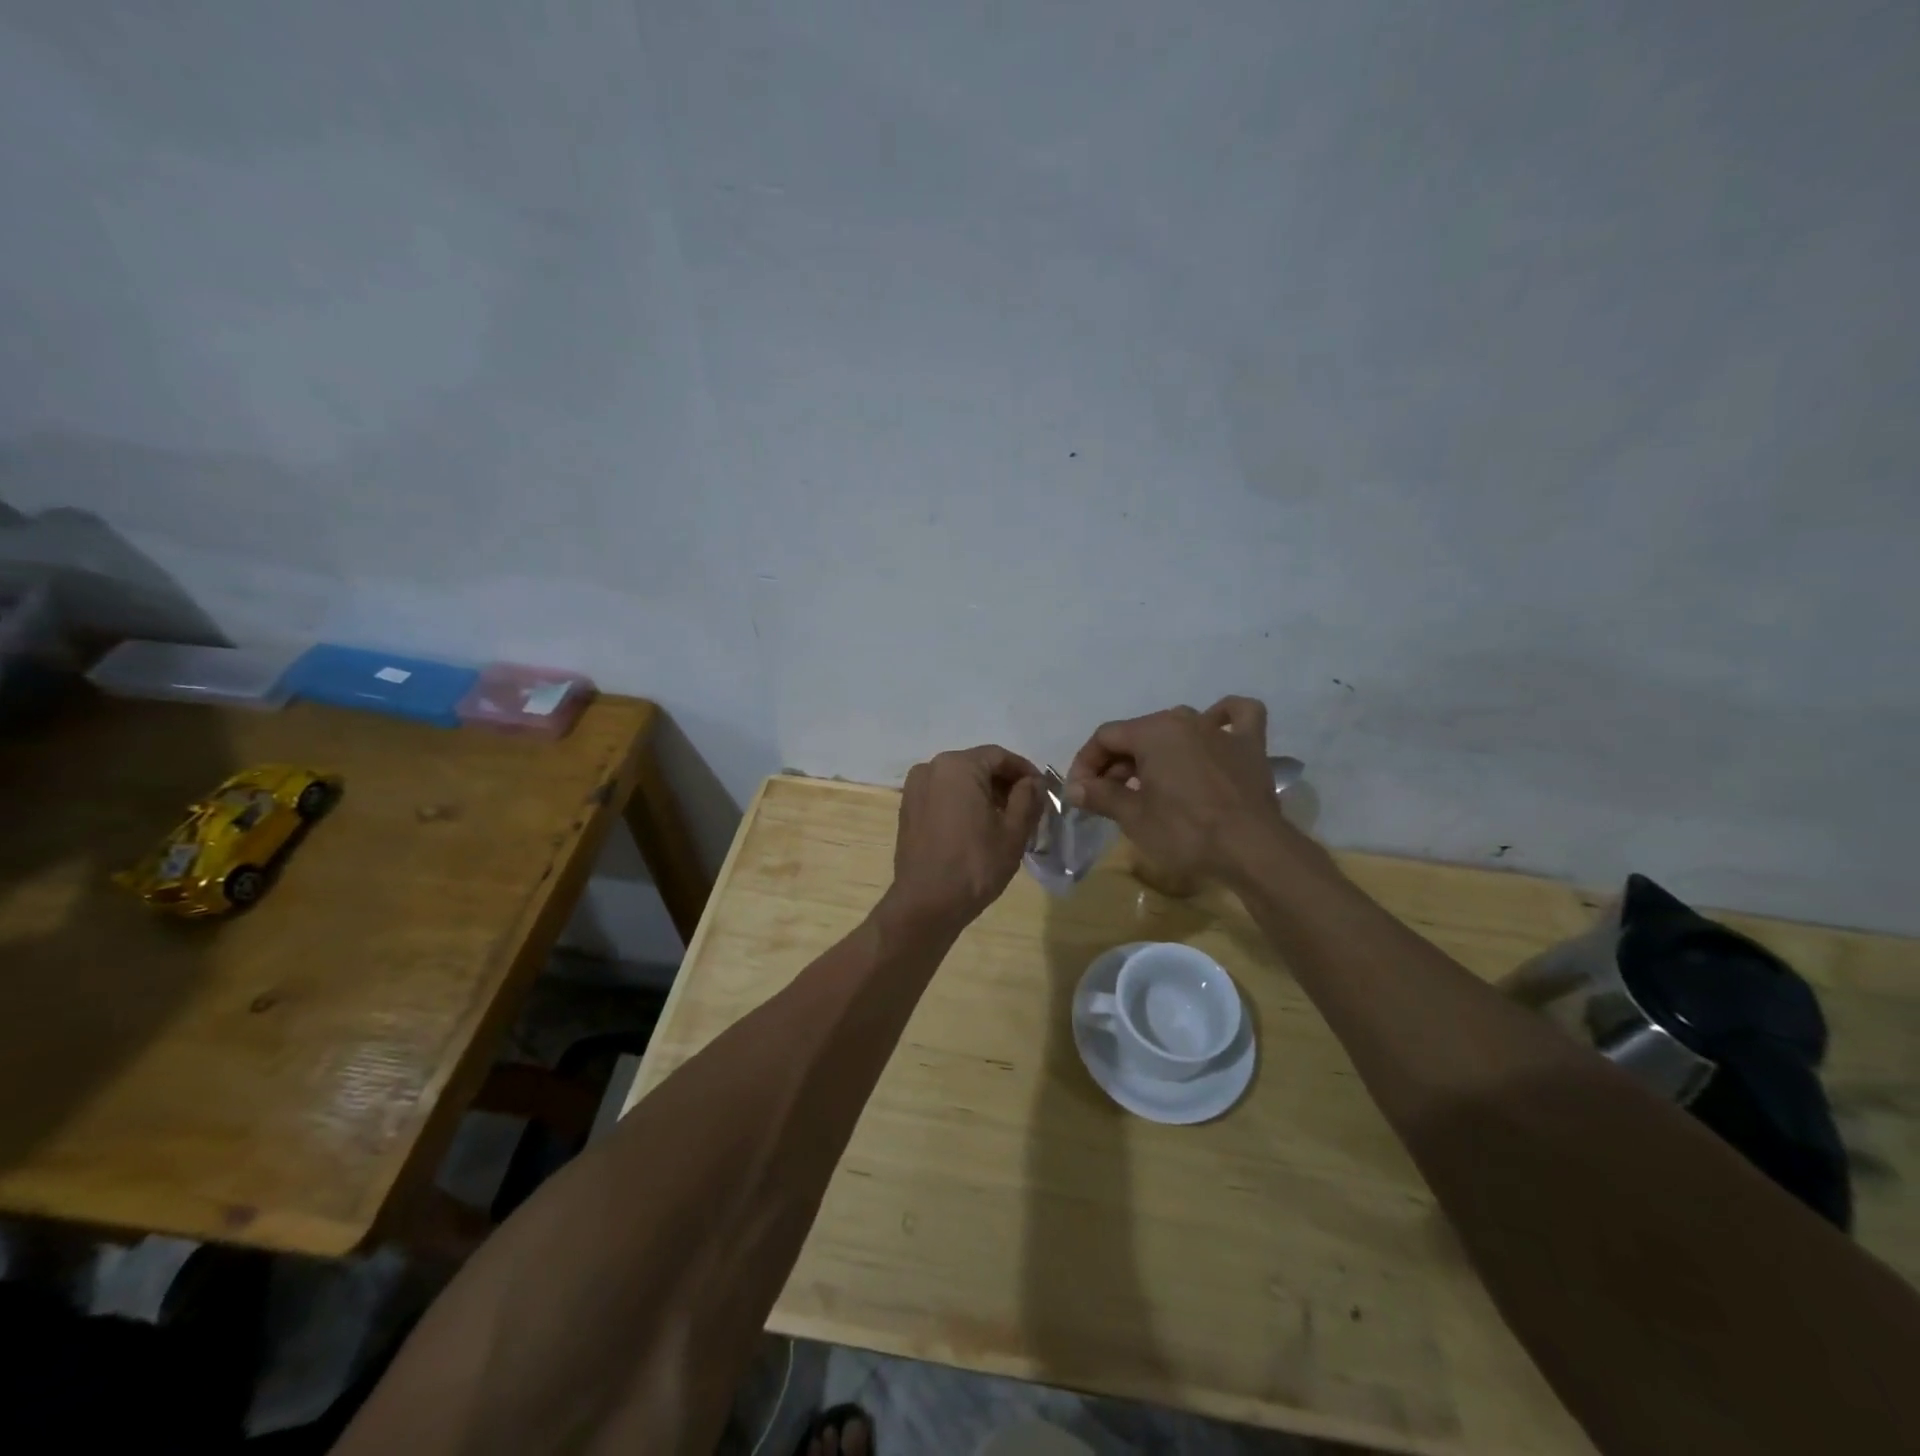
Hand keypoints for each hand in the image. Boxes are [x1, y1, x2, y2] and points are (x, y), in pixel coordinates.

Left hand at [882, 745, 1044, 934]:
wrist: (926, 904)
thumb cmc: (975, 865)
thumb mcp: (1013, 832)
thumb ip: (1028, 798)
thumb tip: (1033, 782)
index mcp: (957, 766)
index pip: (1000, 756)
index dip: (1025, 771)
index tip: (1043, 790)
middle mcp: (931, 768)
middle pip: (978, 766)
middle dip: (1005, 783)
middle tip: (1029, 807)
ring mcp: (915, 788)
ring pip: (959, 781)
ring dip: (985, 793)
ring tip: (1007, 819)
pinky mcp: (908, 809)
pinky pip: (943, 795)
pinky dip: (963, 803)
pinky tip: (979, 827)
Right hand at [1065, 697, 1294, 887]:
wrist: (1252, 850)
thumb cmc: (1185, 832)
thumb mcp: (1133, 817)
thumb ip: (1100, 796)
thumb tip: (1074, 789)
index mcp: (1152, 731)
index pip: (1105, 737)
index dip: (1085, 763)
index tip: (1079, 794)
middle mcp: (1184, 719)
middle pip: (1138, 734)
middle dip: (1116, 763)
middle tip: (1107, 797)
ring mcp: (1220, 730)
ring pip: (1177, 728)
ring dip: (1155, 750)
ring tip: (1148, 782)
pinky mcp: (1249, 746)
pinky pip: (1235, 718)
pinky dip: (1223, 718)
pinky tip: (1215, 729)